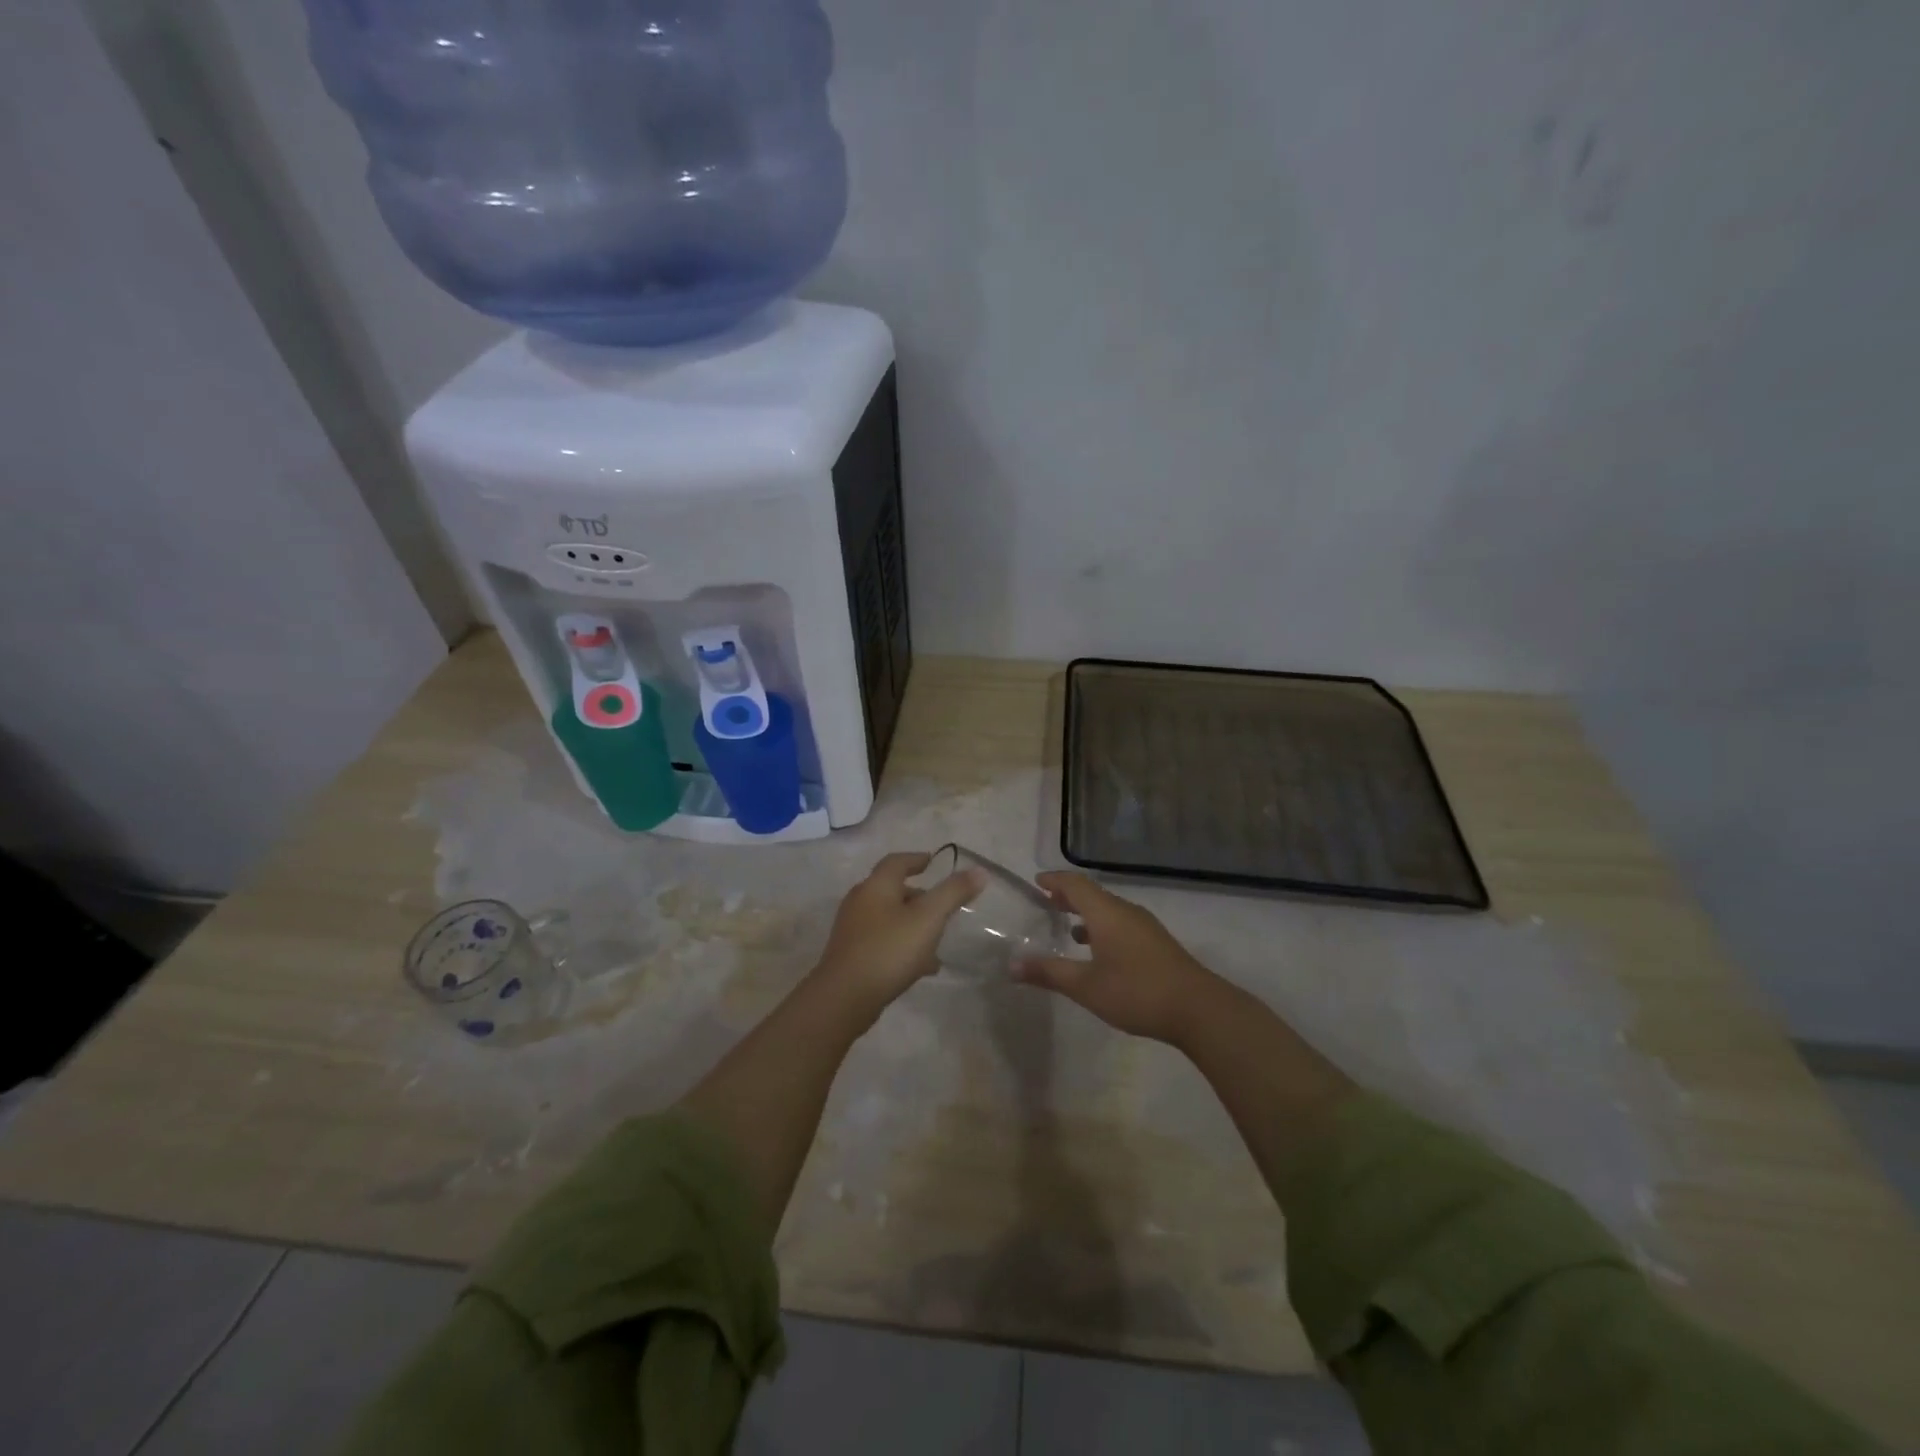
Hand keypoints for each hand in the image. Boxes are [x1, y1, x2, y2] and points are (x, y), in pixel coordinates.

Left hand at [810, 851, 984, 1023]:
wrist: (844, 998)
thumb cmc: (889, 949)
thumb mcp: (929, 918)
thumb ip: (953, 893)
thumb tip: (979, 870)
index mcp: (876, 886)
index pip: (896, 862)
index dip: (916, 859)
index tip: (933, 862)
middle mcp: (860, 902)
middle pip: (892, 890)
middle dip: (919, 896)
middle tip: (942, 906)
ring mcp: (852, 930)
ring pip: (889, 918)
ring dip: (913, 924)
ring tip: (938, 940)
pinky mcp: (851, 955)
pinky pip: (883, 942)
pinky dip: (903, 945)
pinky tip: (922, 967)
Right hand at [1014, 872, 1216, 1043]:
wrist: (1198, 1009)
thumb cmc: (1137, 992)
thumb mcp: (1086, 986)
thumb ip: (1049, 973)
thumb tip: (1012, 964)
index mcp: (1107, 913)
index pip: (1076, 884)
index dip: (1055, 880)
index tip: (1036, 882)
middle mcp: (1125, 912)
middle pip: (1093, 894)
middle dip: (1068, 895)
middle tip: (1046, 901)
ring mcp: (1144, 926)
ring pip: (1109, 909)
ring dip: (1086, 912)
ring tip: (1066, 926)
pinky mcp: (1156, 943)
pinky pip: (1121, 923)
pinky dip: (1102, 927)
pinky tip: (1097, 950)